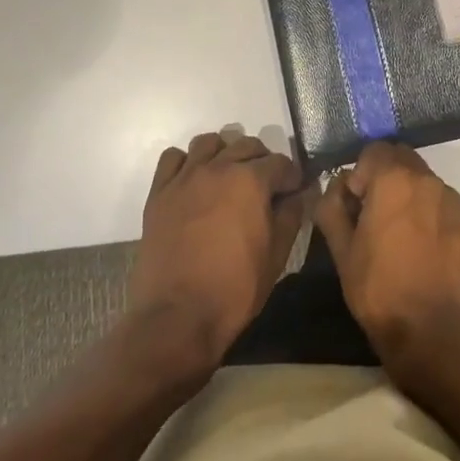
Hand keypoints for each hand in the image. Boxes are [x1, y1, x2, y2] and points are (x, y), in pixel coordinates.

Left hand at [125, 130, 306, 376]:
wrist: (177, 317)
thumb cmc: (235, 289)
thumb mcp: (277, 255)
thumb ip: (291, 216)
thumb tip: (300, 194)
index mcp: (251, 180)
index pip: (281, 163)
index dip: (292, 177)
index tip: (294, 192)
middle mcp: (219, 167)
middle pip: (247, 145)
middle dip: (262, 160)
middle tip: (265, 185)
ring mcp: (185, 177)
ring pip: (209, 143)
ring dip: (225, 153)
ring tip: (229, 177)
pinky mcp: (159, 192)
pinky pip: (173, 158)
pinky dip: (186, 163)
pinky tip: (194, 182)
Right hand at [314, 141, 459, 363]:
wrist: (430, 332)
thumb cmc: (378, 288)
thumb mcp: (340, 249)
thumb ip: (332, 205)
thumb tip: (338, 186)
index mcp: (393, 178)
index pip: (373, 150)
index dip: (360, 174)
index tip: (358, 205)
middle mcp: (427, 178)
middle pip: (402, 160)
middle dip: (387, 178)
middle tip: (378, 216)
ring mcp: (454, 198)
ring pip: (426, 182)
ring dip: (412, 196)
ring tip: (405, 236)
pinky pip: (446, 204)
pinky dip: (434, 215)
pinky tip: (428, 248)